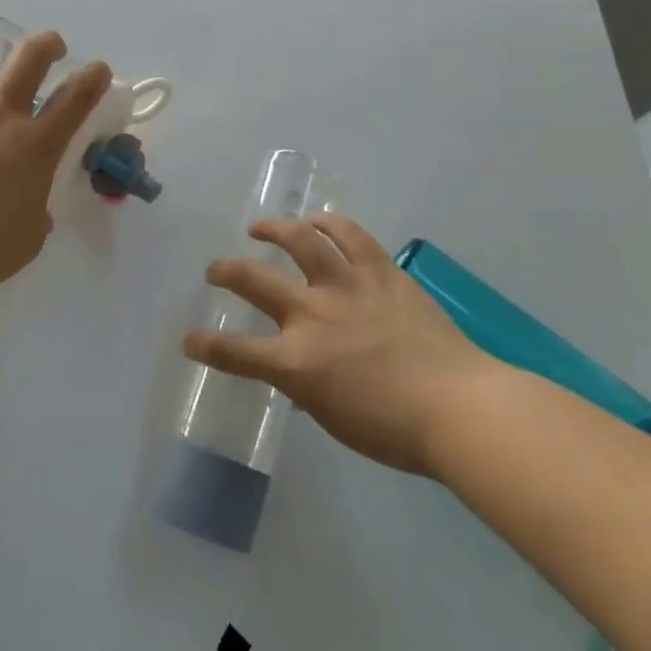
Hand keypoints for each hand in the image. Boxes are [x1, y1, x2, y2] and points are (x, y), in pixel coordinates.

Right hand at [183, 214, 493, 475]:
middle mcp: (314, 315)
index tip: (189, 341)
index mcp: (298, 362)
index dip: (205, 347)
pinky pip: (351, 236)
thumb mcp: (334, 417)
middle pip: (254, 282)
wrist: (461, 406)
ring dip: (274, 230)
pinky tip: (318, 221)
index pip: (235, 353)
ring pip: (301, 241)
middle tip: (215, 270)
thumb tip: (293, 373)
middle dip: (225, 272)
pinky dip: (330, 224)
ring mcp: (349, 287)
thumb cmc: (395, 429)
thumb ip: (304, 388)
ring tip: (260, 228)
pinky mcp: (382, 272)